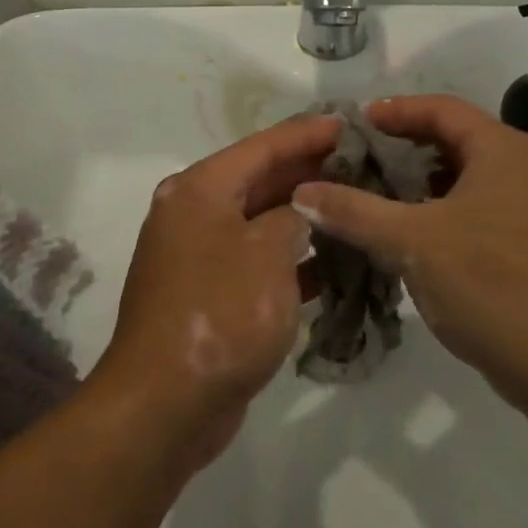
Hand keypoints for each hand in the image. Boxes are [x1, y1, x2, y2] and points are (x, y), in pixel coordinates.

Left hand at [91, 112, 339, 469]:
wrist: (165, 404)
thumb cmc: (220, 313)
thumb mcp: (268, 253)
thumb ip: (295, 216)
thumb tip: (306, 205)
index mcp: (201, 189)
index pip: (264, 145)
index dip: (309, 133)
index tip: (351, 123)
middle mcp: (195, 212)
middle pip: (261, 179)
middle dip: (310, 172)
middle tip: (363, 163)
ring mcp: (200, 254)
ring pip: (262, 222)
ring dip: (304, 216)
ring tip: (355, 204)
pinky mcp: (210, 293)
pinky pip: (257, 260)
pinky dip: (291, 258)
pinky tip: (334, 261)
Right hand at [292, 95, 527, 405]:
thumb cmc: (489, 285)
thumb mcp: (411, 242)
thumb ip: (354, 211)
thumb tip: (302, 192)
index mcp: (502, 150)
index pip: (441, 109)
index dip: (396, 111)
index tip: (354, 122)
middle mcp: (523, 166)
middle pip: (454, 137)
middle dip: (404, 145)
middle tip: (359, 156)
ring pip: (465, 172)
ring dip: (421, 177)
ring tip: (376, 190)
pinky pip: (477, 202)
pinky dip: (441, 204)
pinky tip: (410, 228)